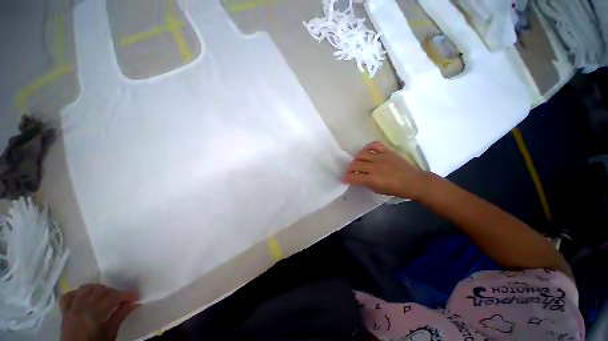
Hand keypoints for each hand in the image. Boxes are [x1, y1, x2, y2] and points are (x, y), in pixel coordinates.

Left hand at [60, 284, 138, 340]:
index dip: (126, 295)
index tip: (135, 297)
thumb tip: (134, 303)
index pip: (113, 298)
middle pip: (100, 290)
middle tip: (122, 298)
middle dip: (114, 292)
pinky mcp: (64, 311)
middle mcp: (82, 308)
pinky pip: (68, 296)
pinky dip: (78, 293)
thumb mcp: (110, 335)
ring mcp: (71, 309)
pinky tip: (85, 297)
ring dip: (97, 289)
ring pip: (85, 289)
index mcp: (94, 315)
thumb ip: (119, 317)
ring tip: (105, 295)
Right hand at [343, 142, 427, 198]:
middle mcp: (375, 167)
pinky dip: (368, 147)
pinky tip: (367, 152)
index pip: (353, 177)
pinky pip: (374, 145)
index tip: (344, 179)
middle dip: (349, 169)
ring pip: (361, 154)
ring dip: (356, 159)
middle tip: (350, 172)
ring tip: (357, 162)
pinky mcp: (387, 151)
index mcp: (373, 179)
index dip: (346, 178)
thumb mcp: (378, 190)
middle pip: (355, 164)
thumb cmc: (396, 190)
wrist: (415, 182)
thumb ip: (366, 183)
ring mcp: (381, 157)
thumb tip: (357, 178)